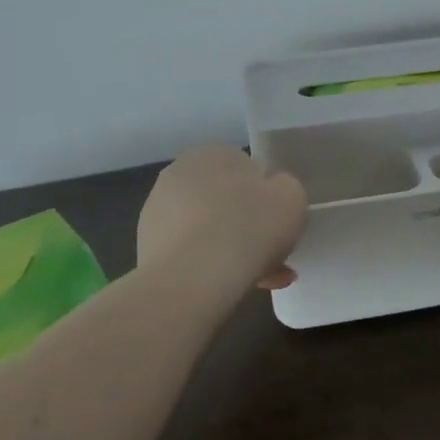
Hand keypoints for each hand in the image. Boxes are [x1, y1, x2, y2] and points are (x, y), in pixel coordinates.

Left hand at [137, 146, 306, 292]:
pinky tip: (232, 286)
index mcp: (215, 152)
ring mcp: (159, 210)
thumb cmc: (250, 226)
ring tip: (259, 279)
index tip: (279, 224)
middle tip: (273, 255)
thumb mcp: (292, 197)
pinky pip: (192, 253)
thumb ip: (285, 188)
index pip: (249, 169)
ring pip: (210, 230)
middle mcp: (181, 172)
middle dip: (250, 228)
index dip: (268, 198)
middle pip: (228, 202)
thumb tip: (271, 195)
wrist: (194, 278)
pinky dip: (211, 266)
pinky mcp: (148, 245)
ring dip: (233, 250)